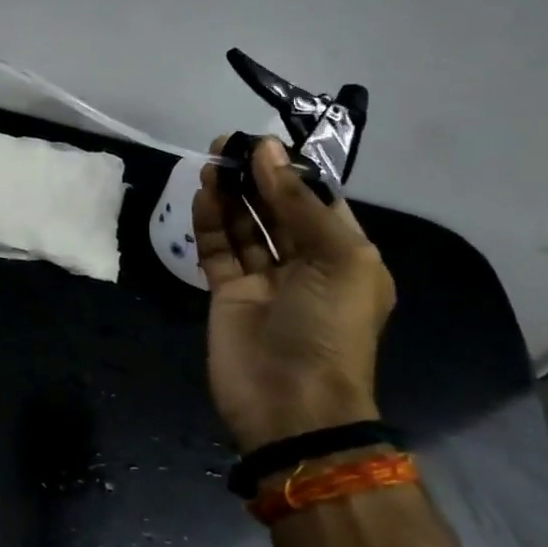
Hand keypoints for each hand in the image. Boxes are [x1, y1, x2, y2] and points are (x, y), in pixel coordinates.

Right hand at [194, 137, 395, 450]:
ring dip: (231, 194)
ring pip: (246, 226)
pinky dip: (211, 222)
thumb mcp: (337, 258)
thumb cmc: (328, 327)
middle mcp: (305, 264)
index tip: (263, 143)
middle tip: (227, 143)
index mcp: (344, 257)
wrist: (291, 403)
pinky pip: (219, 249)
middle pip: (277, 209)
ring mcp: (264, 280)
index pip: (317, 201)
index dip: (291, 171)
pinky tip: (203, 196)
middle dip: (256, 177)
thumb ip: (298, 202)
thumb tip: (267, 152)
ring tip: (212, 162)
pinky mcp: (228, 293)